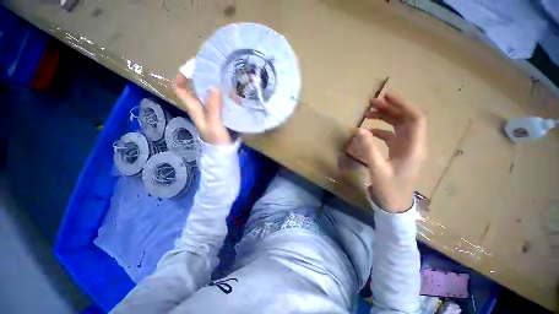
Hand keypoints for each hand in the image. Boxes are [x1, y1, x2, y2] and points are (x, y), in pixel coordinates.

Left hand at [172, 73, 231, 144]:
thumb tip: (213, 86)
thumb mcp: (213, 122)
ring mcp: (209, 110)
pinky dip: (221, 94)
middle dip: (200, 77)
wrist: (222, 149)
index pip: (179, 89)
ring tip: (224, 78)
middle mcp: (199, 107)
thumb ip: (213, 107)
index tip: (191, 68)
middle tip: (214, 70)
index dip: (180, 77)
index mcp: (194, 107)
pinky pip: (217, 100)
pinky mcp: (218, 114)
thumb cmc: (216, 137)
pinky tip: (230, 92)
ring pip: (206, 94)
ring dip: (212, 85)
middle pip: (193, 88)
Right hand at [351, 91, 426, 212]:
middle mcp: (414, 144)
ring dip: (386, 117)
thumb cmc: (389, 188)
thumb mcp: (377, 169)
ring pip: (399, 126)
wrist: (394, 204)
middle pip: (406, 119)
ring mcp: (406, 148)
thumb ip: (369, 149)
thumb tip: (360, 130)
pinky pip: (392, 135)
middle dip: (391, 108)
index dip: (403, 104)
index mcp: (414, 147)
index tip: (387, 95)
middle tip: (373, 101)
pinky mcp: (399, 152)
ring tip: (369, 112)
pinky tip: (369, 131)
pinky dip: (381, 130)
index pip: (415, 118)